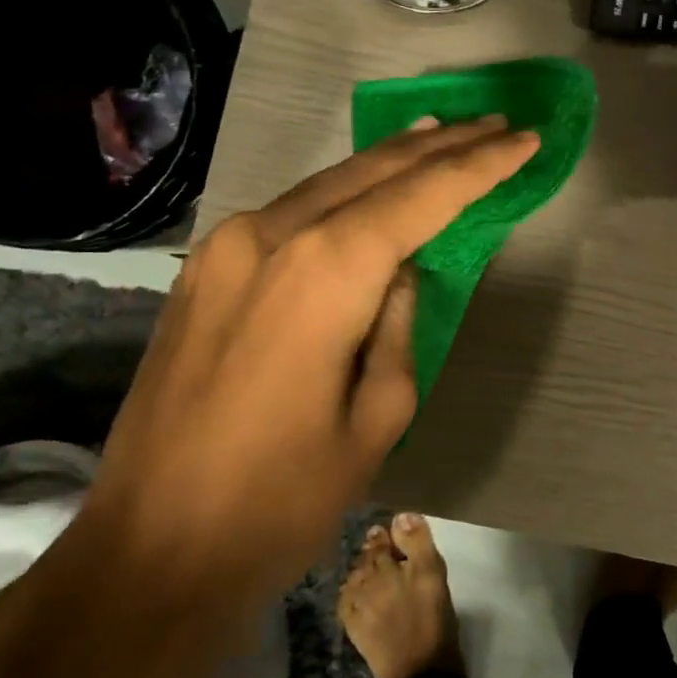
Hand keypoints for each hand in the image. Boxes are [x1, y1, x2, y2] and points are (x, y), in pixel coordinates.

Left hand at [81, 116, 539, 605]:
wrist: (150, 552)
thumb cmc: (281, 500)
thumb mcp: (377, 417)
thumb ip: (399, 323)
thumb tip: (400, 271)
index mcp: (325, 272)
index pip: (421, 197)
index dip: (480, 167)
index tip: (526, 142)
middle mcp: (271, 235)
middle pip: (374, 171)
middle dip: (443, 146)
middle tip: (496, 126)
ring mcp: (228, 246)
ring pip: (330, 181)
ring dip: (393, 159)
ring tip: (446, 137)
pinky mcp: (206, 268)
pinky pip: (293, 210)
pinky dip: (344, 191)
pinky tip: (371, 184)